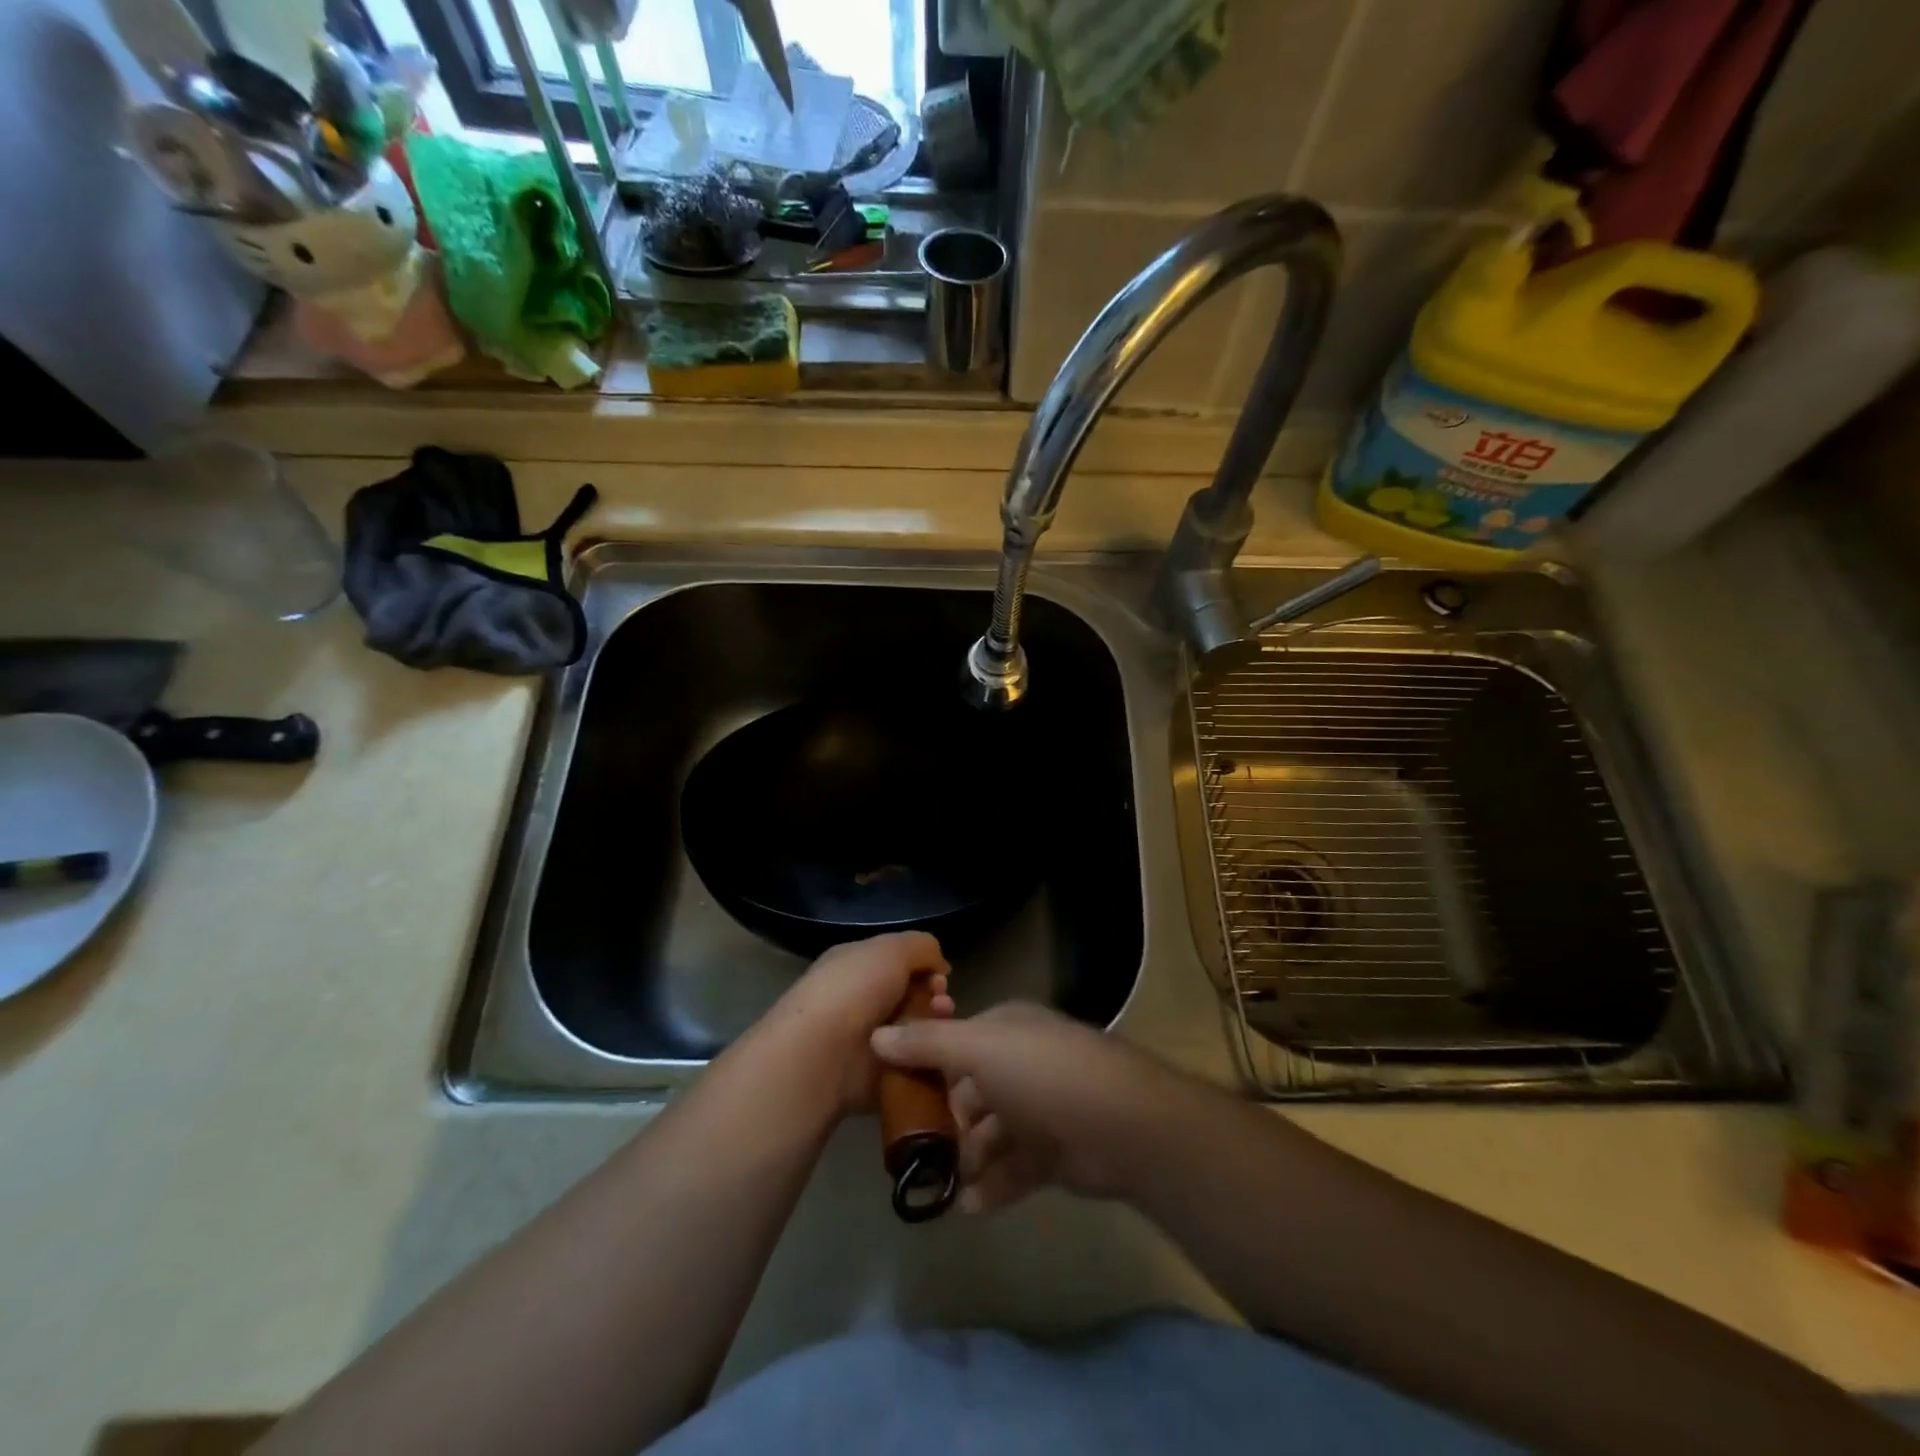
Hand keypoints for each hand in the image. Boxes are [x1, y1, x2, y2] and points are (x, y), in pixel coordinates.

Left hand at [760, 931, 954, 1115]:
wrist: (821, 1055)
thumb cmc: (854, 990)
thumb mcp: (892, 948)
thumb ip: (922, 947)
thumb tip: (939, 966)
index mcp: (856, 965)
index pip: (899, 962)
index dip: (926, 967)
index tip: (942, 977)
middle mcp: (860, 1000)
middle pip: (911, 996)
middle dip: (935, 998)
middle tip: (943, 1004)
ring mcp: (867, 1041)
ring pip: (914, 1031)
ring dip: (933, 1028)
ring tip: (939, 1029)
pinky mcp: (874, 1078)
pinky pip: (910, 1066)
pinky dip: (925, 1062)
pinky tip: (933, 1057)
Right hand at [870, 1002, 1183, 1213]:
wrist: (1123, 1126)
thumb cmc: (1043, 1074)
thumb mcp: (978, 1049)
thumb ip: (927, 1044)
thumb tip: (876, 1035)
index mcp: (1007, 1030)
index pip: (957, 1043)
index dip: (927, 1066)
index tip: (896, 1097)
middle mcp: (1023, 1063)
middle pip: (971, 1091)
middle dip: (946, 1121)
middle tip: (916, 1151)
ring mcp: (1042, 1108)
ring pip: (991, 1133)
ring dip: (967, 1158)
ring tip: (944, 1185)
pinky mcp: (1056, 1152)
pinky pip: (1014, 1168)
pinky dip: (992, 1186)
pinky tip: (969, 1207)